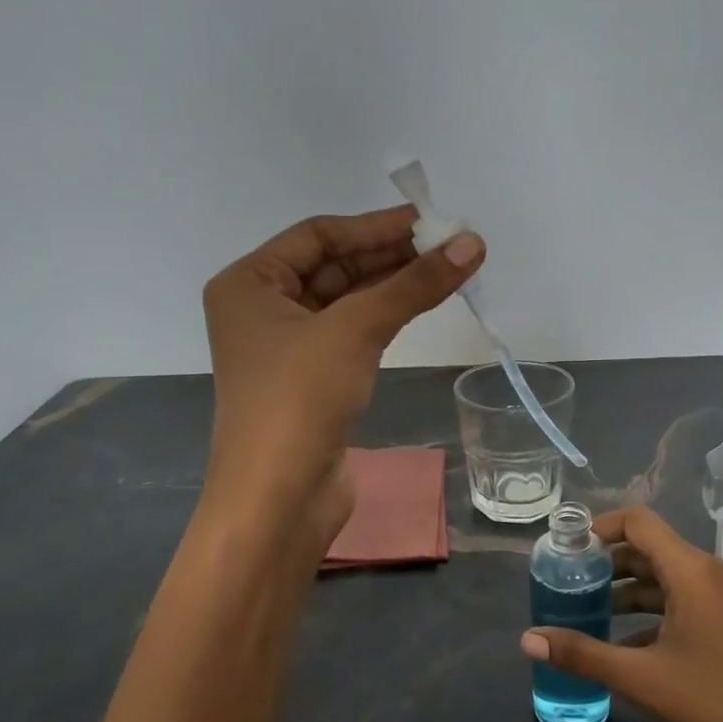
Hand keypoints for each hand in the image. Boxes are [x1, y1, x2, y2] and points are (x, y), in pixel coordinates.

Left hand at [202, 206, 483, 544]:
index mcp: (249, 283)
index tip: (431, 222)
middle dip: (390, 256)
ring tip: (446, 271)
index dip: (376, 226)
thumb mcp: (356, 330)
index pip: (319, 235)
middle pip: (334, 266)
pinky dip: (384, 319)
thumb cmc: (299, 400)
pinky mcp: (311, 381)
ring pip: (346, 301)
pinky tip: (419, 308)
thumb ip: (414, 284)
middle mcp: (261, 309)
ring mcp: (286, 348)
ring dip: (392, 287)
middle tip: (449, 246)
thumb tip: (473, 242)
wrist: (278, 500)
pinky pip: (351, 334)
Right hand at [521, 504, 722, 721]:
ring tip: (586, 609)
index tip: (568, 550)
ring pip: (664, 575)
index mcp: (692, 571)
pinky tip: (621, 640)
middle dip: (607, 562)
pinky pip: (681, 597)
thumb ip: (583, 654)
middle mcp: (709, 570)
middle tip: (569, 582)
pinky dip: (650, 610)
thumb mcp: (642, 678)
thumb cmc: (716, 705)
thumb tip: (527, 640)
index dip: (600, 528)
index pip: (638, 522)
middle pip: (648, 547)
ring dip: (626, 588)